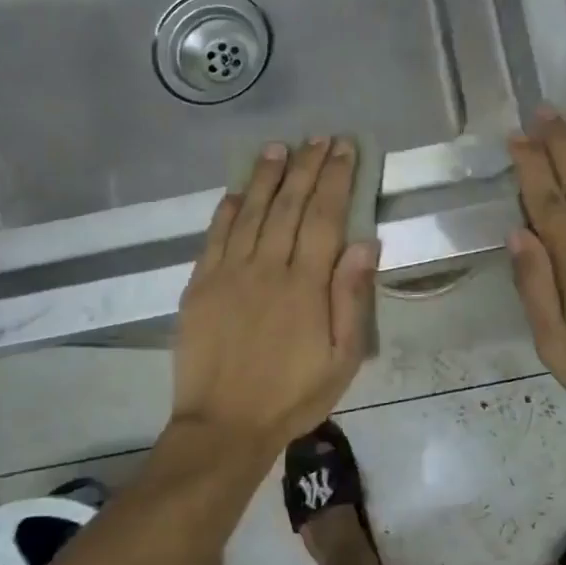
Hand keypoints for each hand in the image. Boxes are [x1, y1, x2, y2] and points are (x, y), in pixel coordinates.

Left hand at [172, 138, 377, 455]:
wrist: (224, 426)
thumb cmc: (293, 395)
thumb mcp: (343, 357)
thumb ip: (352, 298)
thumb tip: (365, 243)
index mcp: (306, 284)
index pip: (325, 216)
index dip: (336, 178)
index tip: (345, 149)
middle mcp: (267, 267)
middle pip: (290, 204)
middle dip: (307, 167)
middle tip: (319, 138)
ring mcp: (229, 273)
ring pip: (251, 211)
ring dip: (267, 177)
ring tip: (279, 148)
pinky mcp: (200, 285)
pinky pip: (214, 236)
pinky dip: (227, 209)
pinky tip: (237, 190)